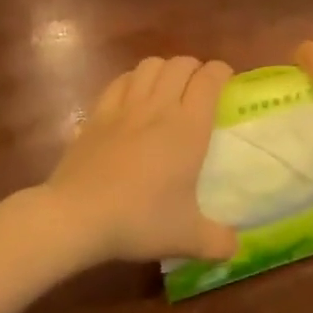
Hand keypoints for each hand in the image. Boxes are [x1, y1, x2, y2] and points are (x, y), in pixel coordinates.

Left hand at [46, 56, 239, 263]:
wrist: (77, 217)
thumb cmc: (139, 220)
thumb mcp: (187, 238)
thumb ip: (218, 242)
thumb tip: (236, 248)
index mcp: (189, 127)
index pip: (210, 78)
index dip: (222, 72)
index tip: (228, 83)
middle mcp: (160, 106)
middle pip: (180, 63)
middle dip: (195, 68)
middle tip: (200, 88)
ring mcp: (125, 106)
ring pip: (150, 65)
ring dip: (164, 70)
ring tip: (168, 88)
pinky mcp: (97, 114)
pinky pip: (120, 81)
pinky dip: (133, 80)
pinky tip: (134, 97)